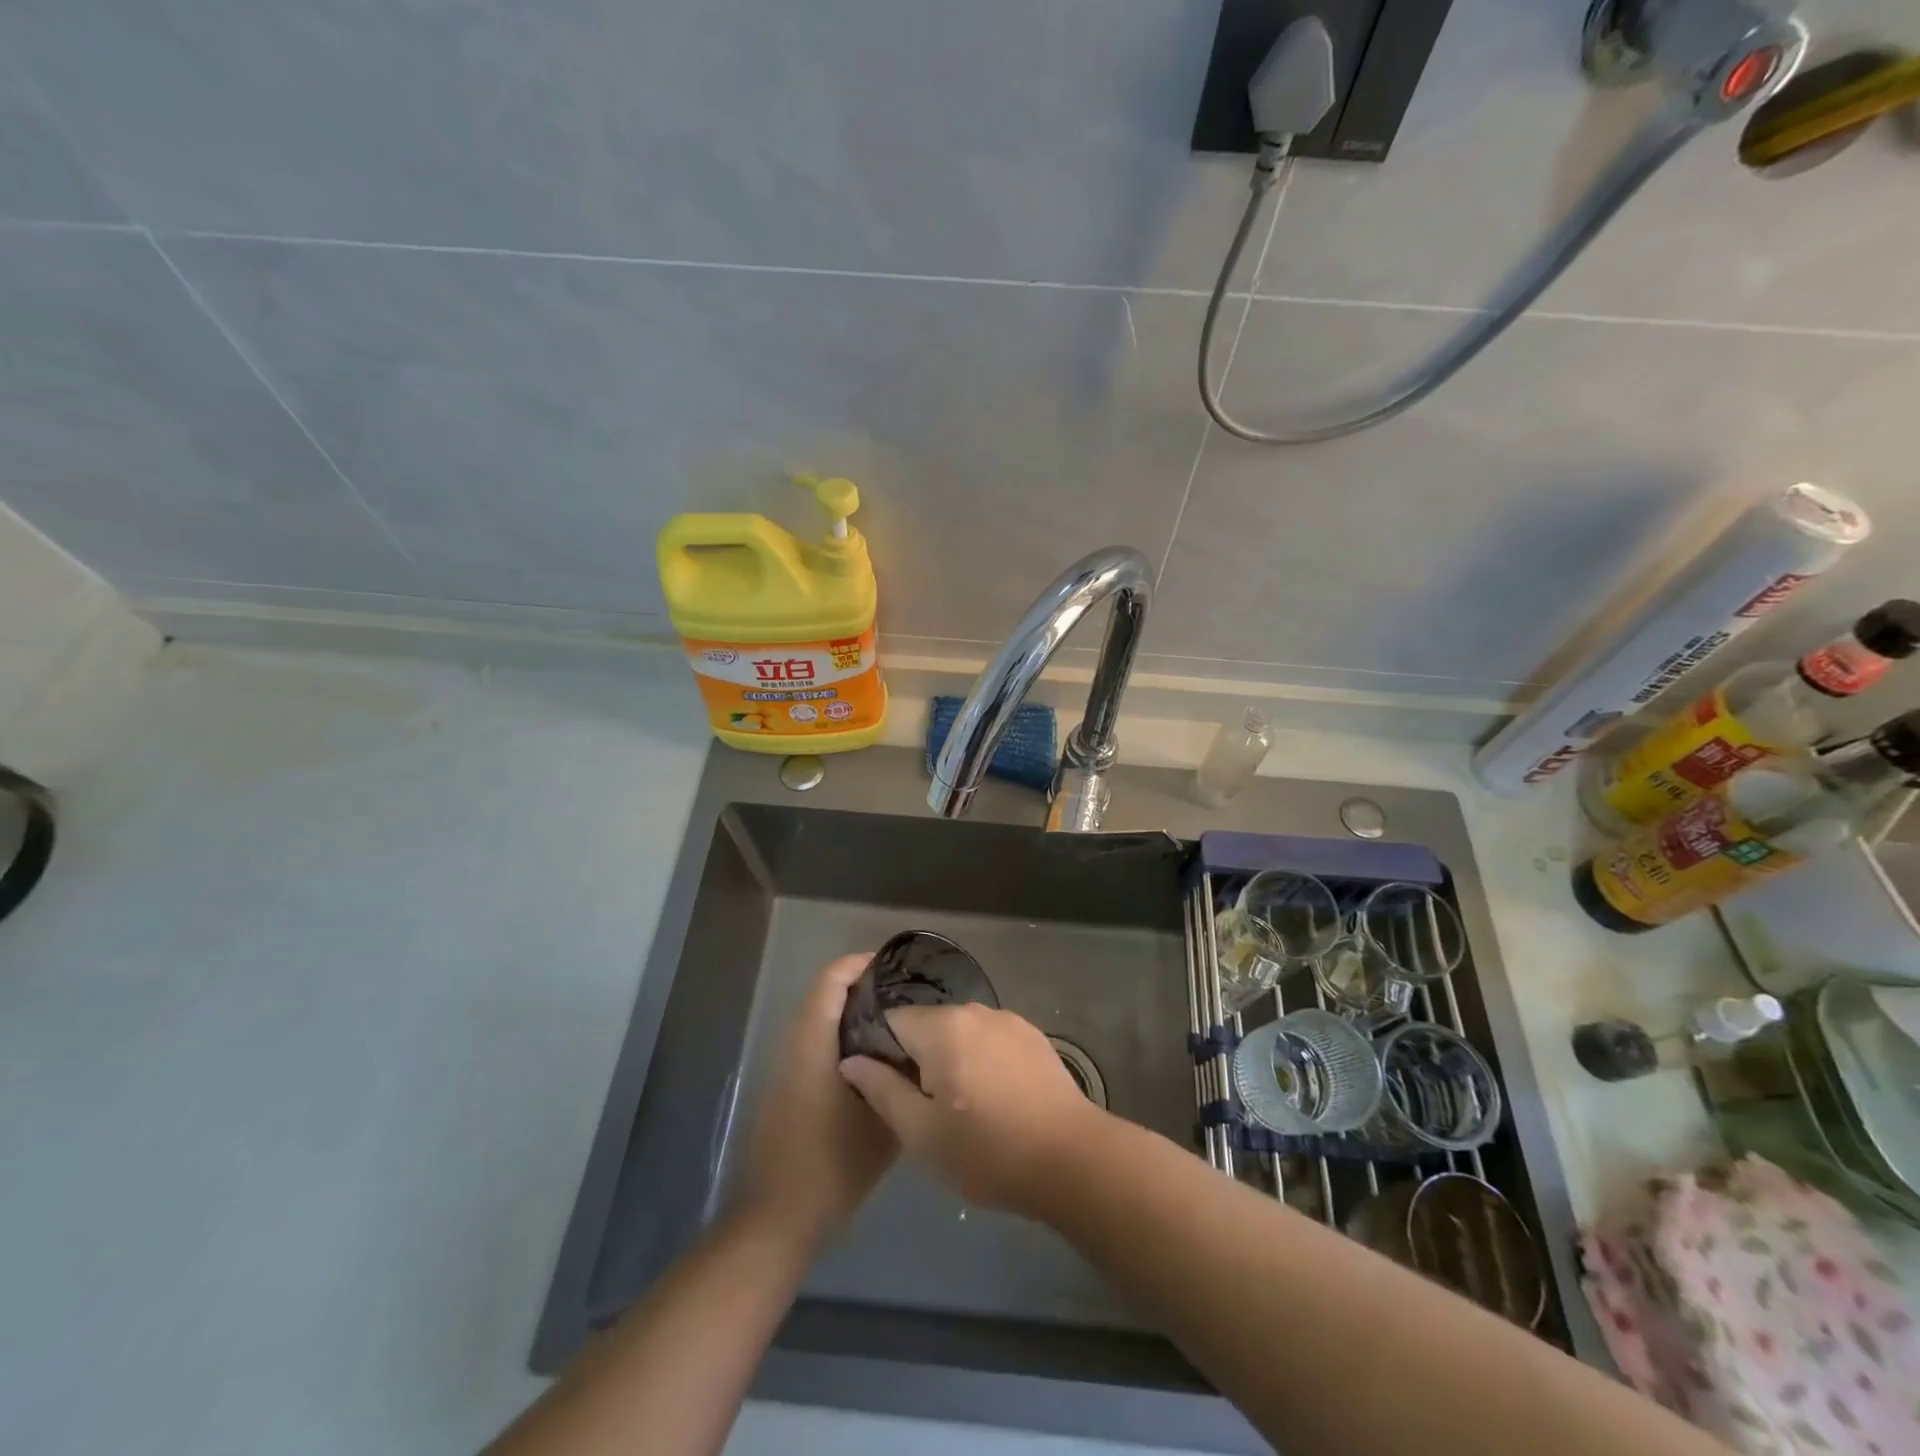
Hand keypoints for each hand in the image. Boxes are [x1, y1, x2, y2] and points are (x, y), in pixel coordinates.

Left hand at [739, 955, 897, 1247]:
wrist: (778, 1219)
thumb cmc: (832, 1165)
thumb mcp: (883, 1122)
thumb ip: (902, 1080)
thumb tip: (922, 1052)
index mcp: (813, 1042)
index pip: (831, 979)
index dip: (861, 964)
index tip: (896, 967)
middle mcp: (794, 1044)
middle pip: (825, 995)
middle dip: (863, 988)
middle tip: (906, 997)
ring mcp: (786, 1067)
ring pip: (820, 1020)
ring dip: (852, 1014)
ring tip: (897, 1025)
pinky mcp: (786, 1088)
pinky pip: (816, 1044)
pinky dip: (843, 1038)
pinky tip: (874, 1062)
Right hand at [839, 1003, 1104, 1218]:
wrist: (1072, 1159)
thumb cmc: (988, 1151)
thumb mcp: (921, 1133)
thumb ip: (882, 1090)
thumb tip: (851, 1060)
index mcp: (942, 1027)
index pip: (892, 1020)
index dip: (880, 1051)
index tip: (884, 1086)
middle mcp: (974, 1010)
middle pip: (927, 1024)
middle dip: (916, 1057)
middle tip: (921, 1106)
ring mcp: (1008, 1019)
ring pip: (960, 1032)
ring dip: (950, 1059)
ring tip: (958, 1106)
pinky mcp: (1032, 1035)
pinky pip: (989, 1039)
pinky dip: (980, 1060)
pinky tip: (991, 1098)